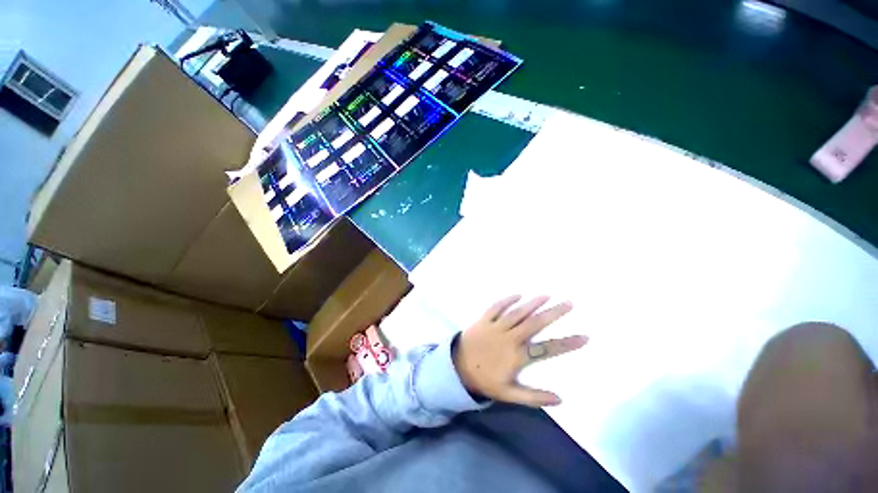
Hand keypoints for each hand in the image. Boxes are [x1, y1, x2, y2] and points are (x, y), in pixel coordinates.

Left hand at [453, 295, 586, 407]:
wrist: (457, 368)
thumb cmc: (484, 380)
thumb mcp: (508, 394)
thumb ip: (533, 397)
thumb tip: (560, 400)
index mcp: (516, 356)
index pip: (546, 349)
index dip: (566, 343)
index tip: (585, 337)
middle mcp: (508, 337)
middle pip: (534, 323)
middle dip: (553, 313)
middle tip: (569, 303)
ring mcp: (495, 326)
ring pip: (517, 312)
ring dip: (532, 303)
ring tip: (547, 295)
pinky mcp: (483, 319)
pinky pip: (496, 307)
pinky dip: (507, 300)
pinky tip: (518, 294)